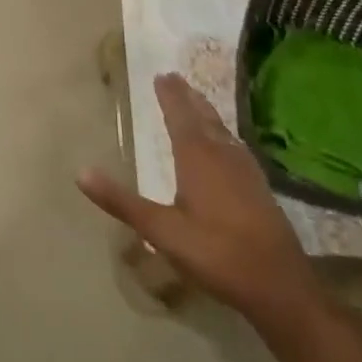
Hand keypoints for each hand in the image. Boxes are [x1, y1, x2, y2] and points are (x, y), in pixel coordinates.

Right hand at [77, 73, 324, 330]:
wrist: (281, 287)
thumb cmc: (217, 254)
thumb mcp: (162, 232)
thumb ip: (123, 202)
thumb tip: (81, 172)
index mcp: (197, 157)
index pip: (180, 115)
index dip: (169, 95)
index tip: (161, 75)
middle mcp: (222, 154)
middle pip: (203, 116)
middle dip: (187, 97)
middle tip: (175, 78)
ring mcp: (245, 169)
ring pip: (221, 129)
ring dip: (206, 111)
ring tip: (196, 101)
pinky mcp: (259, 186)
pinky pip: (234, 145)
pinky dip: (222, 133)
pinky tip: (225, 144)